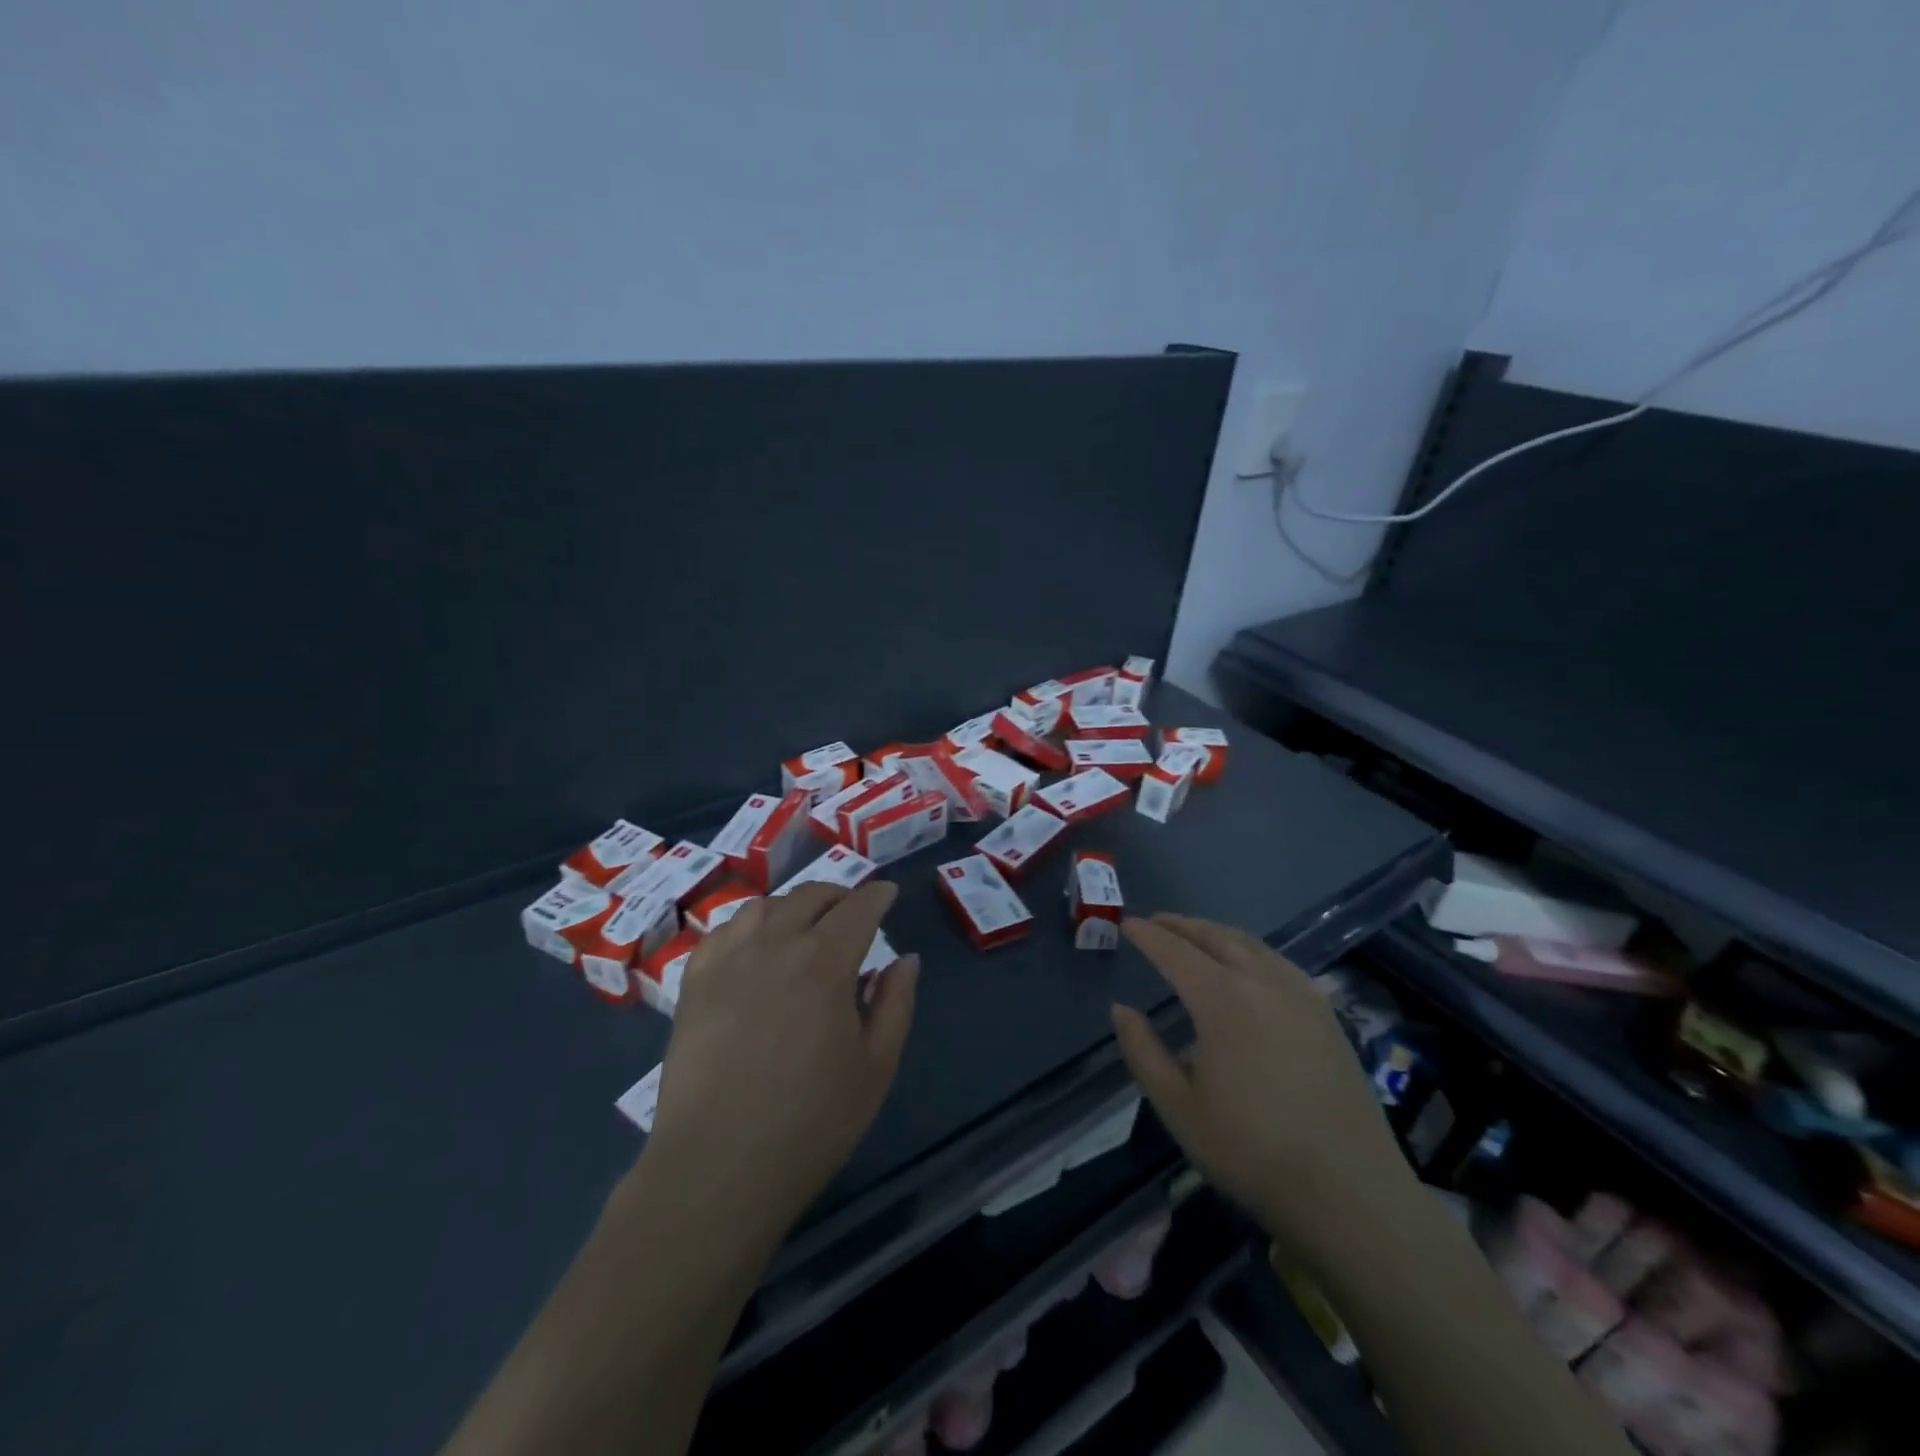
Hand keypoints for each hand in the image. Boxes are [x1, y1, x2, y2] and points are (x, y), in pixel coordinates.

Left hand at [638, 880, 918, 1242]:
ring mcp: (728, 960)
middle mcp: (775, 945)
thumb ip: (896, 1003)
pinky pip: (723, 932)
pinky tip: (753, 947)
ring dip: (792, 907)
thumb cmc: (810, 1121)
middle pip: (810, 897)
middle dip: (838, 895)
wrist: (718, 1167)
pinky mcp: (694, 983)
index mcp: (825, 962)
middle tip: (852, 911)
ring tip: (803, 927)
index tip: (888, 893)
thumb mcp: (875, 1066)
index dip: (877, 895)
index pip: (858, 908)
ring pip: (763, 906)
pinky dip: (747, 926)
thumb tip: (905, 959)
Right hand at [1110, 914, 1408, 1254]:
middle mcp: (1261, 982)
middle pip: (1215, 937)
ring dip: (1216, 933)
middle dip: (1182, 925)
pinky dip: (1251, 949)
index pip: (1174, 952)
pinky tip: (1248, 964)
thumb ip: (1142, 1052)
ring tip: (1195, 936)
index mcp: (1221, 1000)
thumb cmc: (1251, 1151)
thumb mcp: (1179, 1107)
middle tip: (1156, 922)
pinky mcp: (1326, 1013)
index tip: (1128, 924)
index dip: (1148, 935)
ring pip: (1251, 944)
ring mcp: (1300, 994)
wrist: (1350, 1191)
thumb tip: (1121, 1009)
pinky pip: (1279, 962)